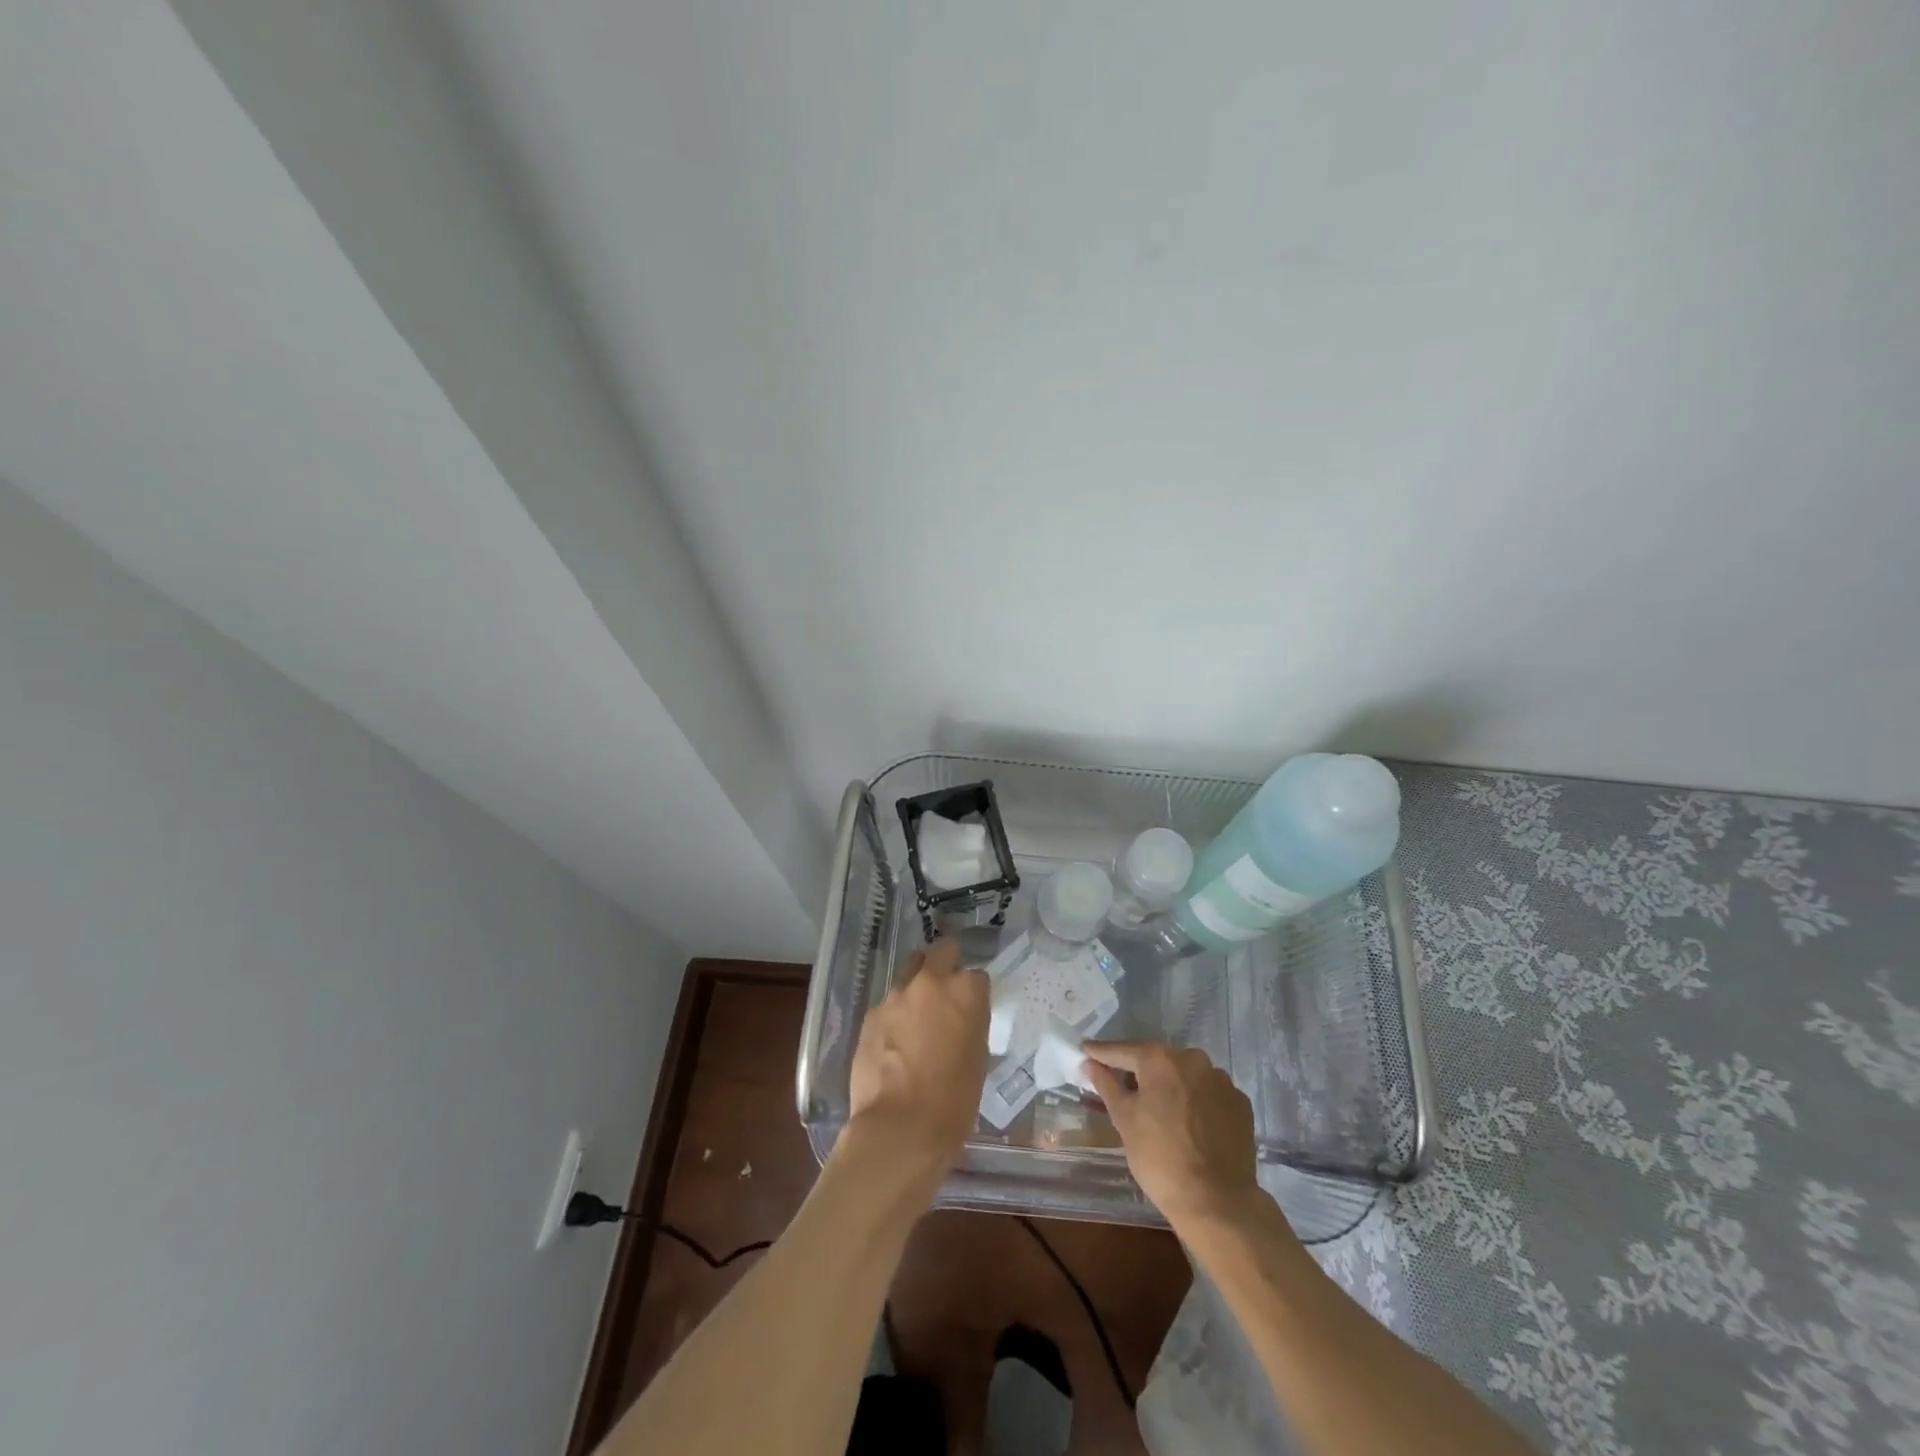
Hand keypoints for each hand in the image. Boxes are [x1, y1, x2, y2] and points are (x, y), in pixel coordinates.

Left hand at [841, 939, 988, 1188]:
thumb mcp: (977, 1059)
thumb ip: (970, 1024)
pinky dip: (895, 1015)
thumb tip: (960, 1018)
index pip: (976, 975)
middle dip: (945, 963)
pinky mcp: (871, 1014)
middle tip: (946, 989)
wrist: (900, 1128)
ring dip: (917, 987)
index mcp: (965, 992)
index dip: (974, 991)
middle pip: (940, 951)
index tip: (972, 1006)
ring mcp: (896, 996)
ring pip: (909, 973)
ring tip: (917, 1018)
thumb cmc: (953, 1101)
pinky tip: (895, 1042)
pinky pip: (888, 1004)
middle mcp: (930, 983)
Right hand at [1081, 1041, 1258, 1227]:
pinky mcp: (1240, 1103)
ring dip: (1171, 1085)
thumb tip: (1090, 1063)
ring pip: (1186, 1076)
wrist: (1217, 1202)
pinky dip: (1196, 1101)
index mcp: (1160, 1060)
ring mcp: (1221, 1080)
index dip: (1102, 1053)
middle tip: (1123, 1087)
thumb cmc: (1160, 1158)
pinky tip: (1189, 1122)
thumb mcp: (1124, 1120)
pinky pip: (1208, 1093)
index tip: (1086, 1050)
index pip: (1123, 1051)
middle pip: (1157, 1061)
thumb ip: (1107, 1085)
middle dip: (1139, 1071)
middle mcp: (1193, 1059)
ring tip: (1160, 1109)